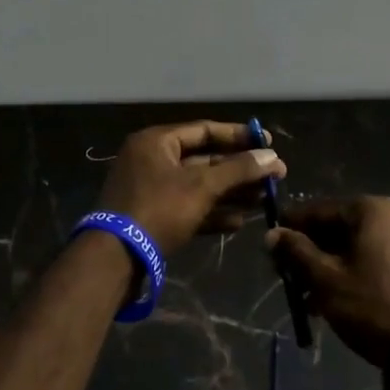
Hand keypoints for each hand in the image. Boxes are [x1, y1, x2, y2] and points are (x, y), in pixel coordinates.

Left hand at [94, 121, 285, 257]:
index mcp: (156, 142)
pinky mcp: (153, 217)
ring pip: (199, 186)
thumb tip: (273, 157)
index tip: (269, 144)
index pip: (204, 130)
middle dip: (239, 170)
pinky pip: (189, 208)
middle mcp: (152, 160)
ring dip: (231, 192)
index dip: (238, 136)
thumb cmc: (158, 210)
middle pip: (204, 159)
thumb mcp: (201, 186)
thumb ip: (238, 170)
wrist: (115, 258)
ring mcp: (151, 190)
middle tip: (274, 177)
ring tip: (264, 200)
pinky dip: (212, 213)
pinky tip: (239, 222)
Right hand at [266, 197, 389, 371]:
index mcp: (370, 209)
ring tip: (305, 298)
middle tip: (285, 278)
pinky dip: (348, 274)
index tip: (269, 250)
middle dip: (308, 252)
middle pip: (335, 227)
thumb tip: (271, 234)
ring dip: (326, 267)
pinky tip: (331, 302)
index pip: (317, 210)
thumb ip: (296, 252)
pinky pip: (370, 259)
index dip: (290, 229)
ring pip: (351, 246)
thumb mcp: (325, 280)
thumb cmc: (373, 308)